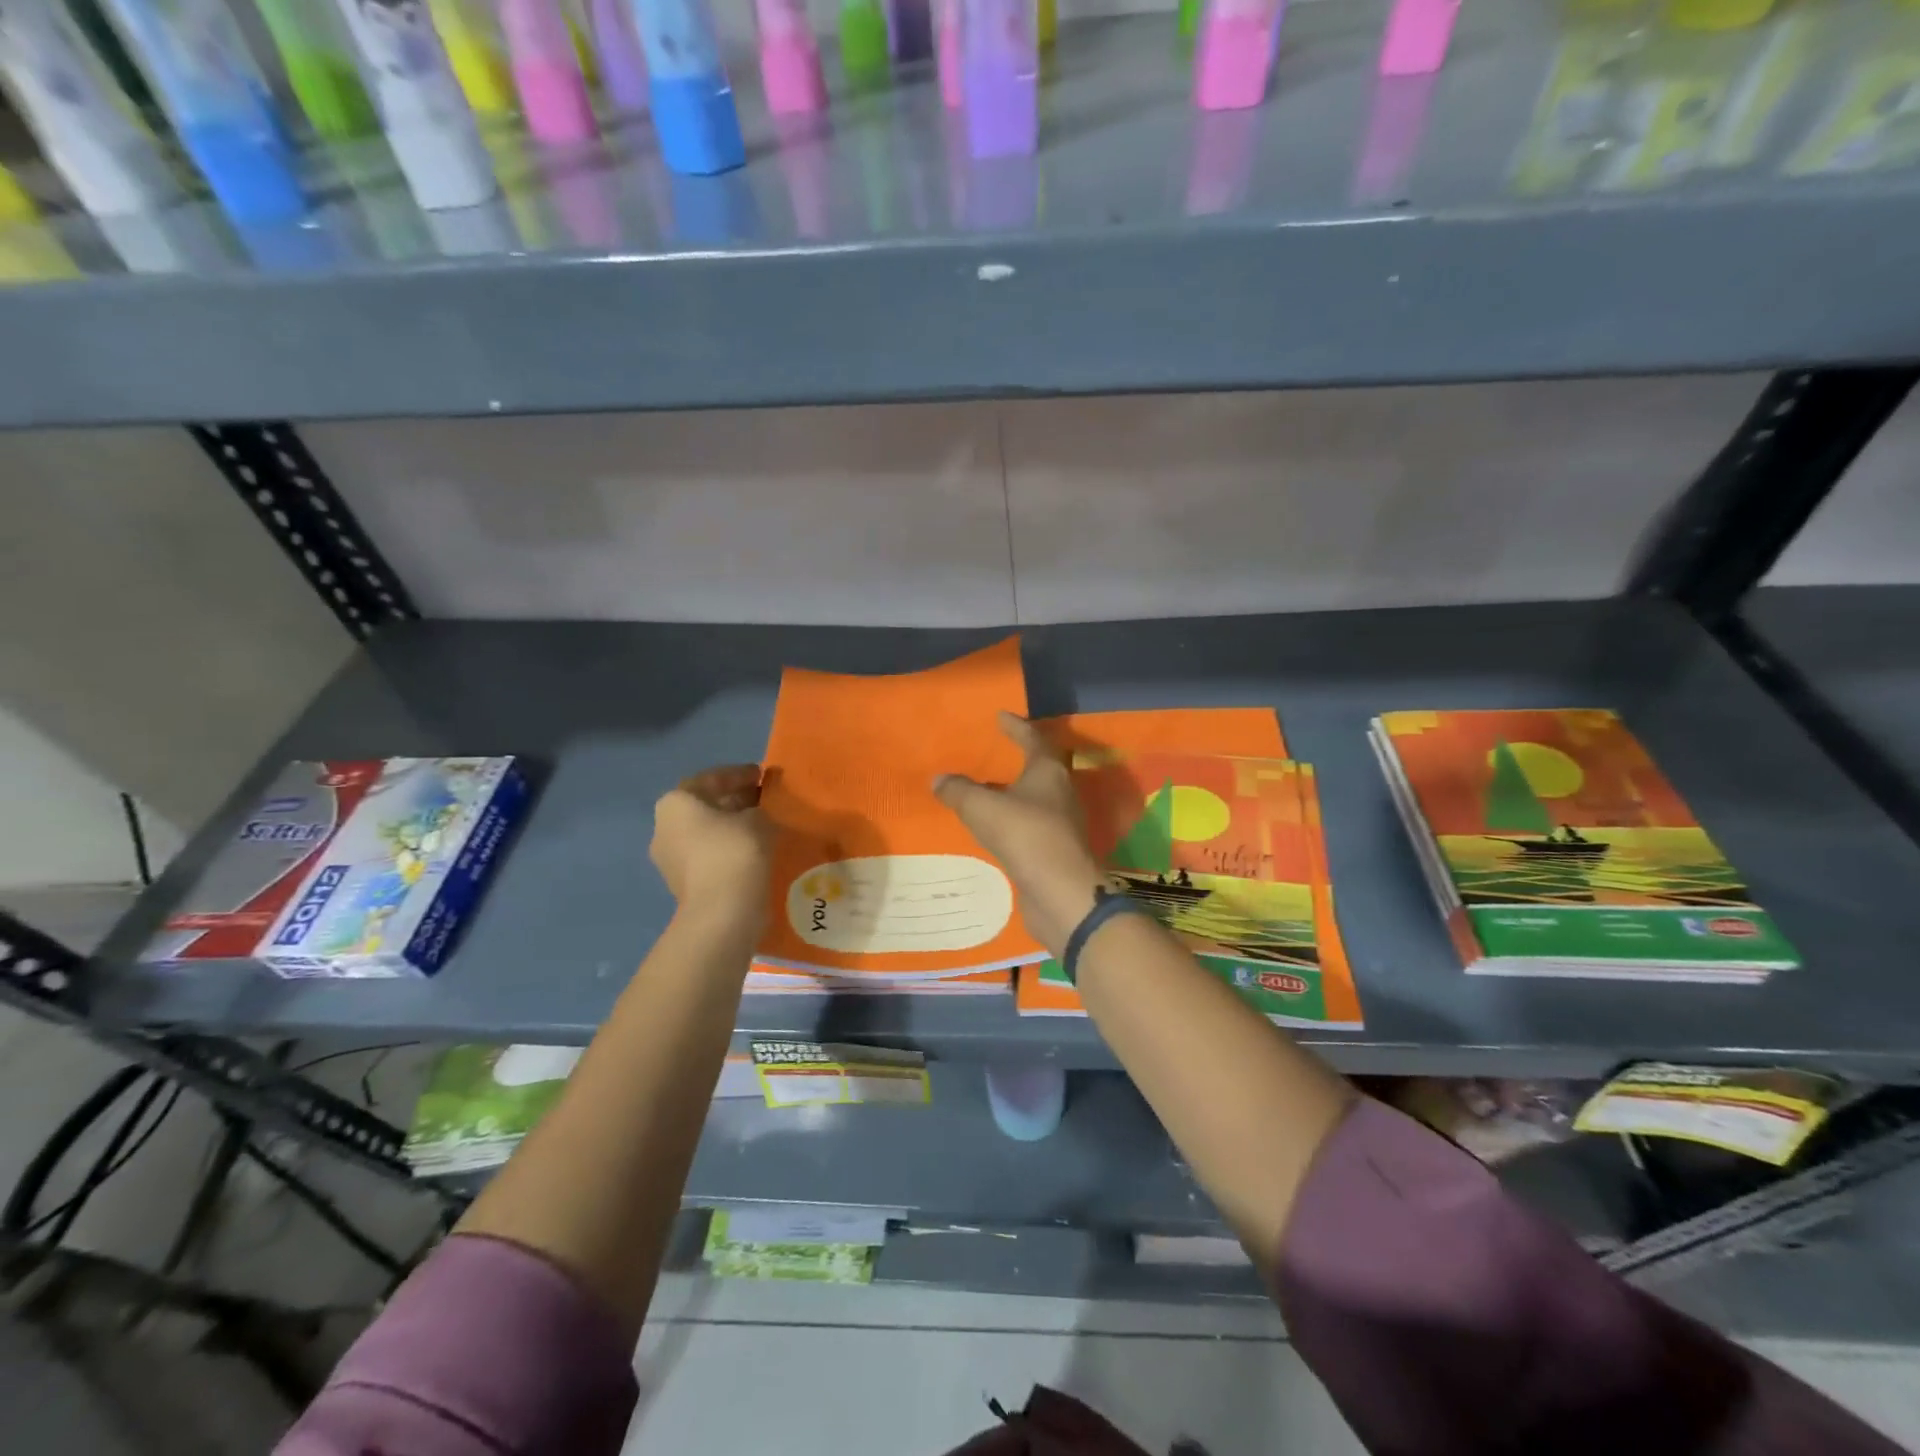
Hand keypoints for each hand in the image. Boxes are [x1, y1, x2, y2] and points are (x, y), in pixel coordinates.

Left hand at [651, 765, 772, 928]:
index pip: (711, 778)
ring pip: (707, 832)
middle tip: (766, 800)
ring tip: (764, 826)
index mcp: (676, 802)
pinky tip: (755, 851)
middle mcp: (665, 827)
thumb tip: (758, 813)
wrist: (722, 913)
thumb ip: (759, 808)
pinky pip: (710, 856)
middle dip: (736, 801)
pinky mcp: (683, 884)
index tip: (764, 775)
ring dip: (733, 826)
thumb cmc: (735, 851)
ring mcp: (670, 859)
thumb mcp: (758, 818)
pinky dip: (730, 849)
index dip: (741, 774)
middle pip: (705, 805)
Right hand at [933, 713, 1107, 956]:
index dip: (1016, 726)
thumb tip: (939, 779)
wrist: (1061, 894)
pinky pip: (1030, 825)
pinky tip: (994, 827)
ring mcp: (1061, 823)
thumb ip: (959, 790)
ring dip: (1015, 791)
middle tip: (997, 750)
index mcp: (1048, 772)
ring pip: (1036, 798)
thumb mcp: (983, 807)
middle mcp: (1060, 792)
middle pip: (1041, 767)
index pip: (1033, 739)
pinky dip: (1013, 819)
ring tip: (988, 789)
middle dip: (1020, 757)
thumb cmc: (1026, 836)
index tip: (1000, 716)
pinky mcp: (1055, 850)